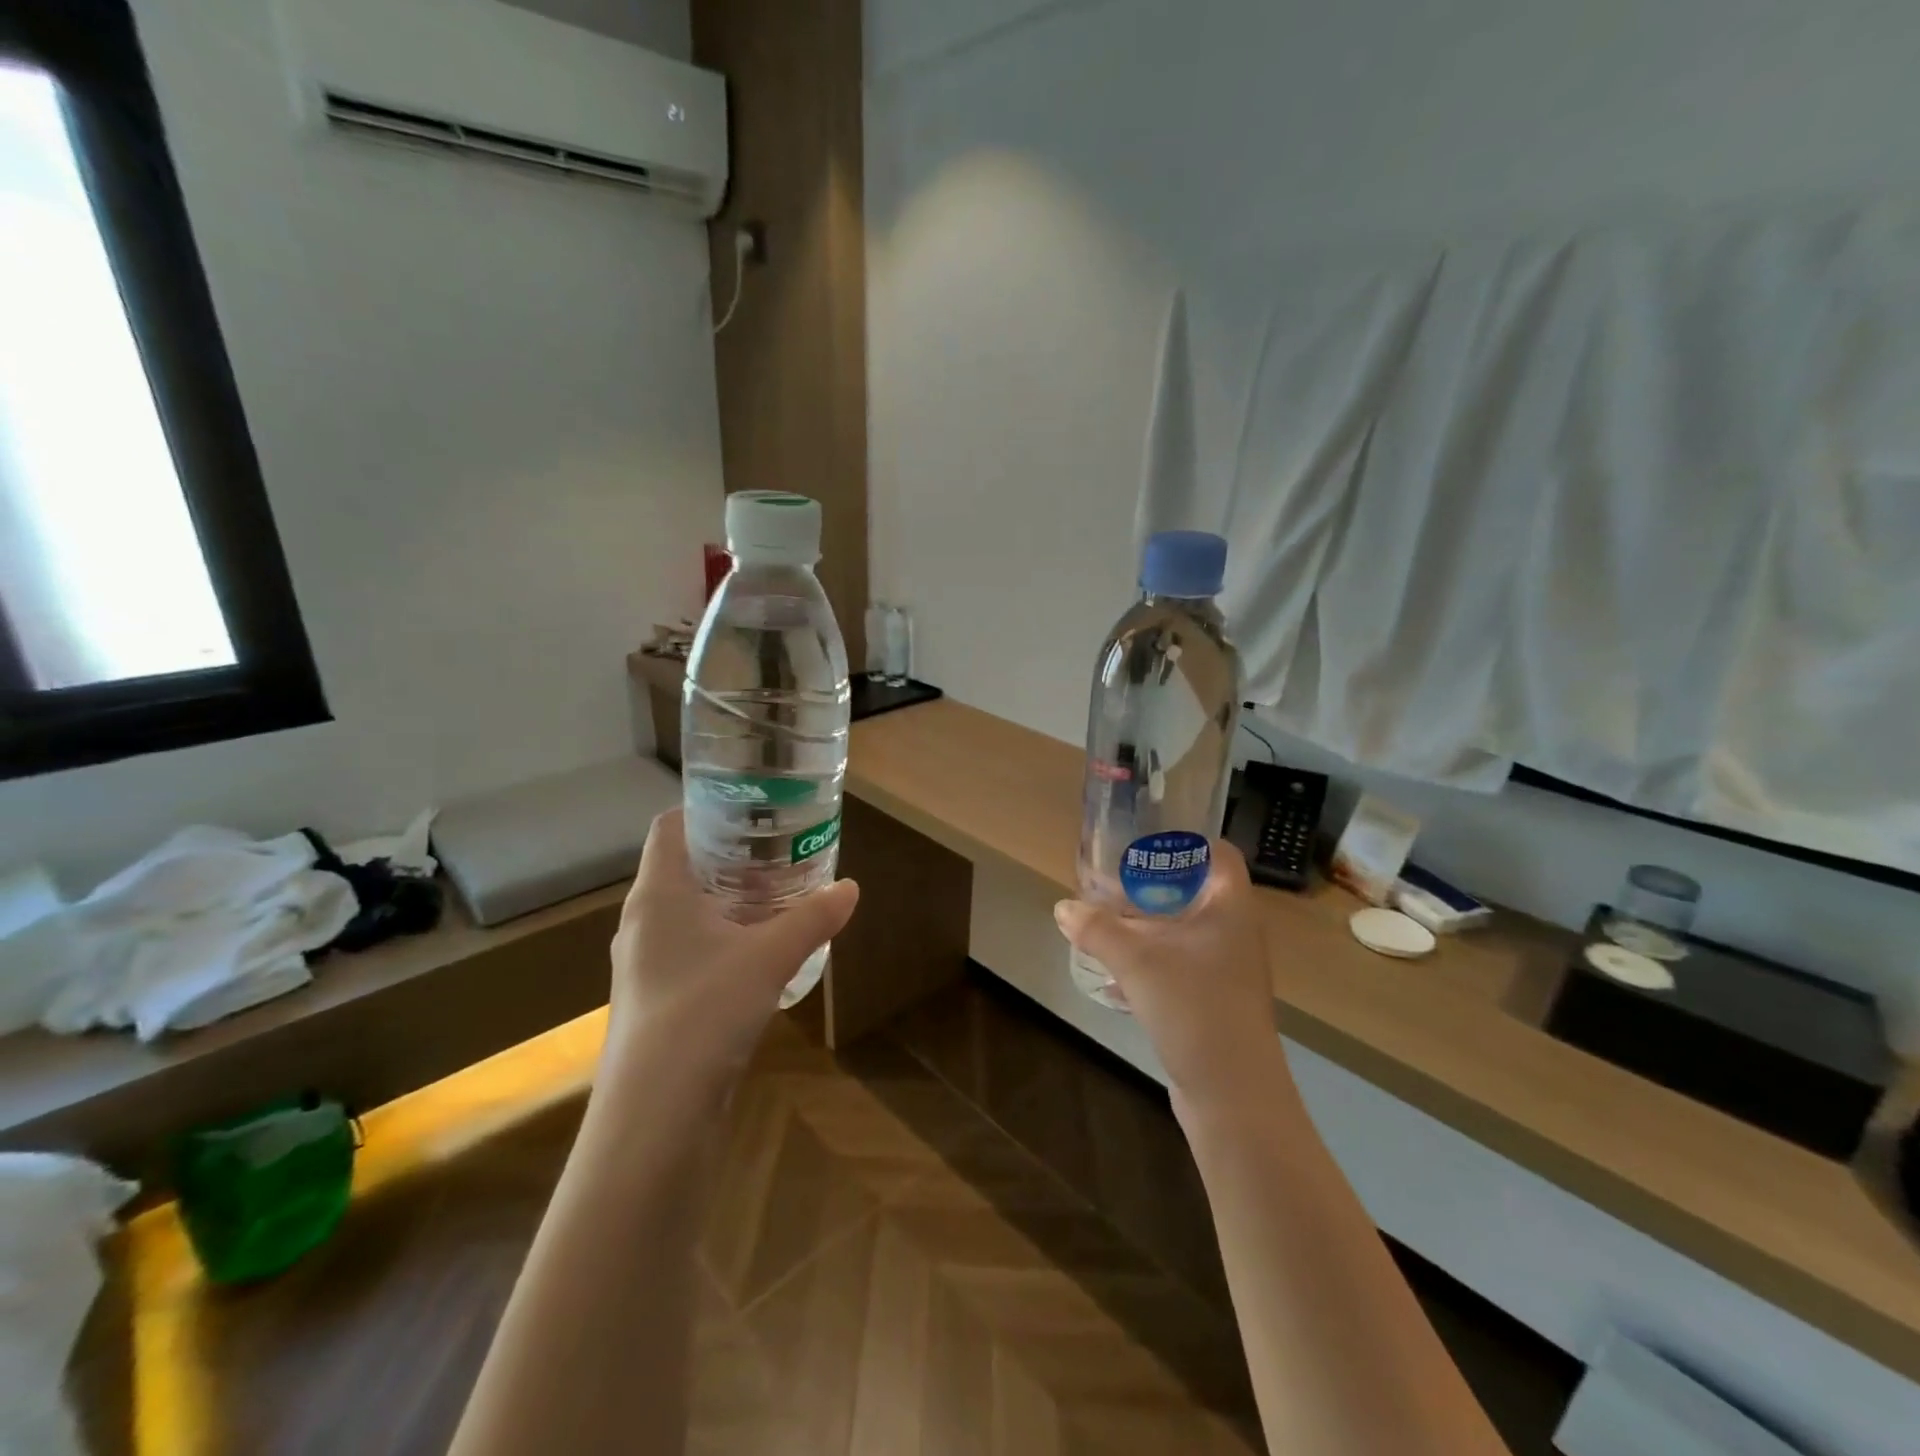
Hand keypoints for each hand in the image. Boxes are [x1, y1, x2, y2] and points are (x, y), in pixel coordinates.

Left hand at [601, 810, 859, 1106]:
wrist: (655, 1115)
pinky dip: (725, 936)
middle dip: (732, 855)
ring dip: (731, 899)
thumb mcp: (769, 956)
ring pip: (689, 911)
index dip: (707, 809)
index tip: (753, 807)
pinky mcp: (657, 998)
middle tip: (780, 847)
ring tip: (780, 893)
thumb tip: (851, 888)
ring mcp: (646, 962)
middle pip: (684, 867)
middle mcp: (643, 921)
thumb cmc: (703, 1011)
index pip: (670, 826)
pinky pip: (692, 947)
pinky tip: (762, 949)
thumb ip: (812, 917)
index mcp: (657, 894)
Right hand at [1054, 841, 1285, 1117]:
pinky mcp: (1214, 1001)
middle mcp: (1235, 932)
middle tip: (1112, 879)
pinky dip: (1150, 962)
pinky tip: (1115, 976)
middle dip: (1152, 886)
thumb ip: (1098, 929)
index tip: (1145, 839)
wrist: (1233, 1095)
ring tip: (1105, 921)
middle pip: (1195, 891)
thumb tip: (1063, 907)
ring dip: (1148, 926)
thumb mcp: (1137, 961)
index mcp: (1231, 908)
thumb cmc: (1195, 1008)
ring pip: (1184, 931)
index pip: (1219, 854)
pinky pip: (1179, 965)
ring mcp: (1228, 969)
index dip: (1187, 841)